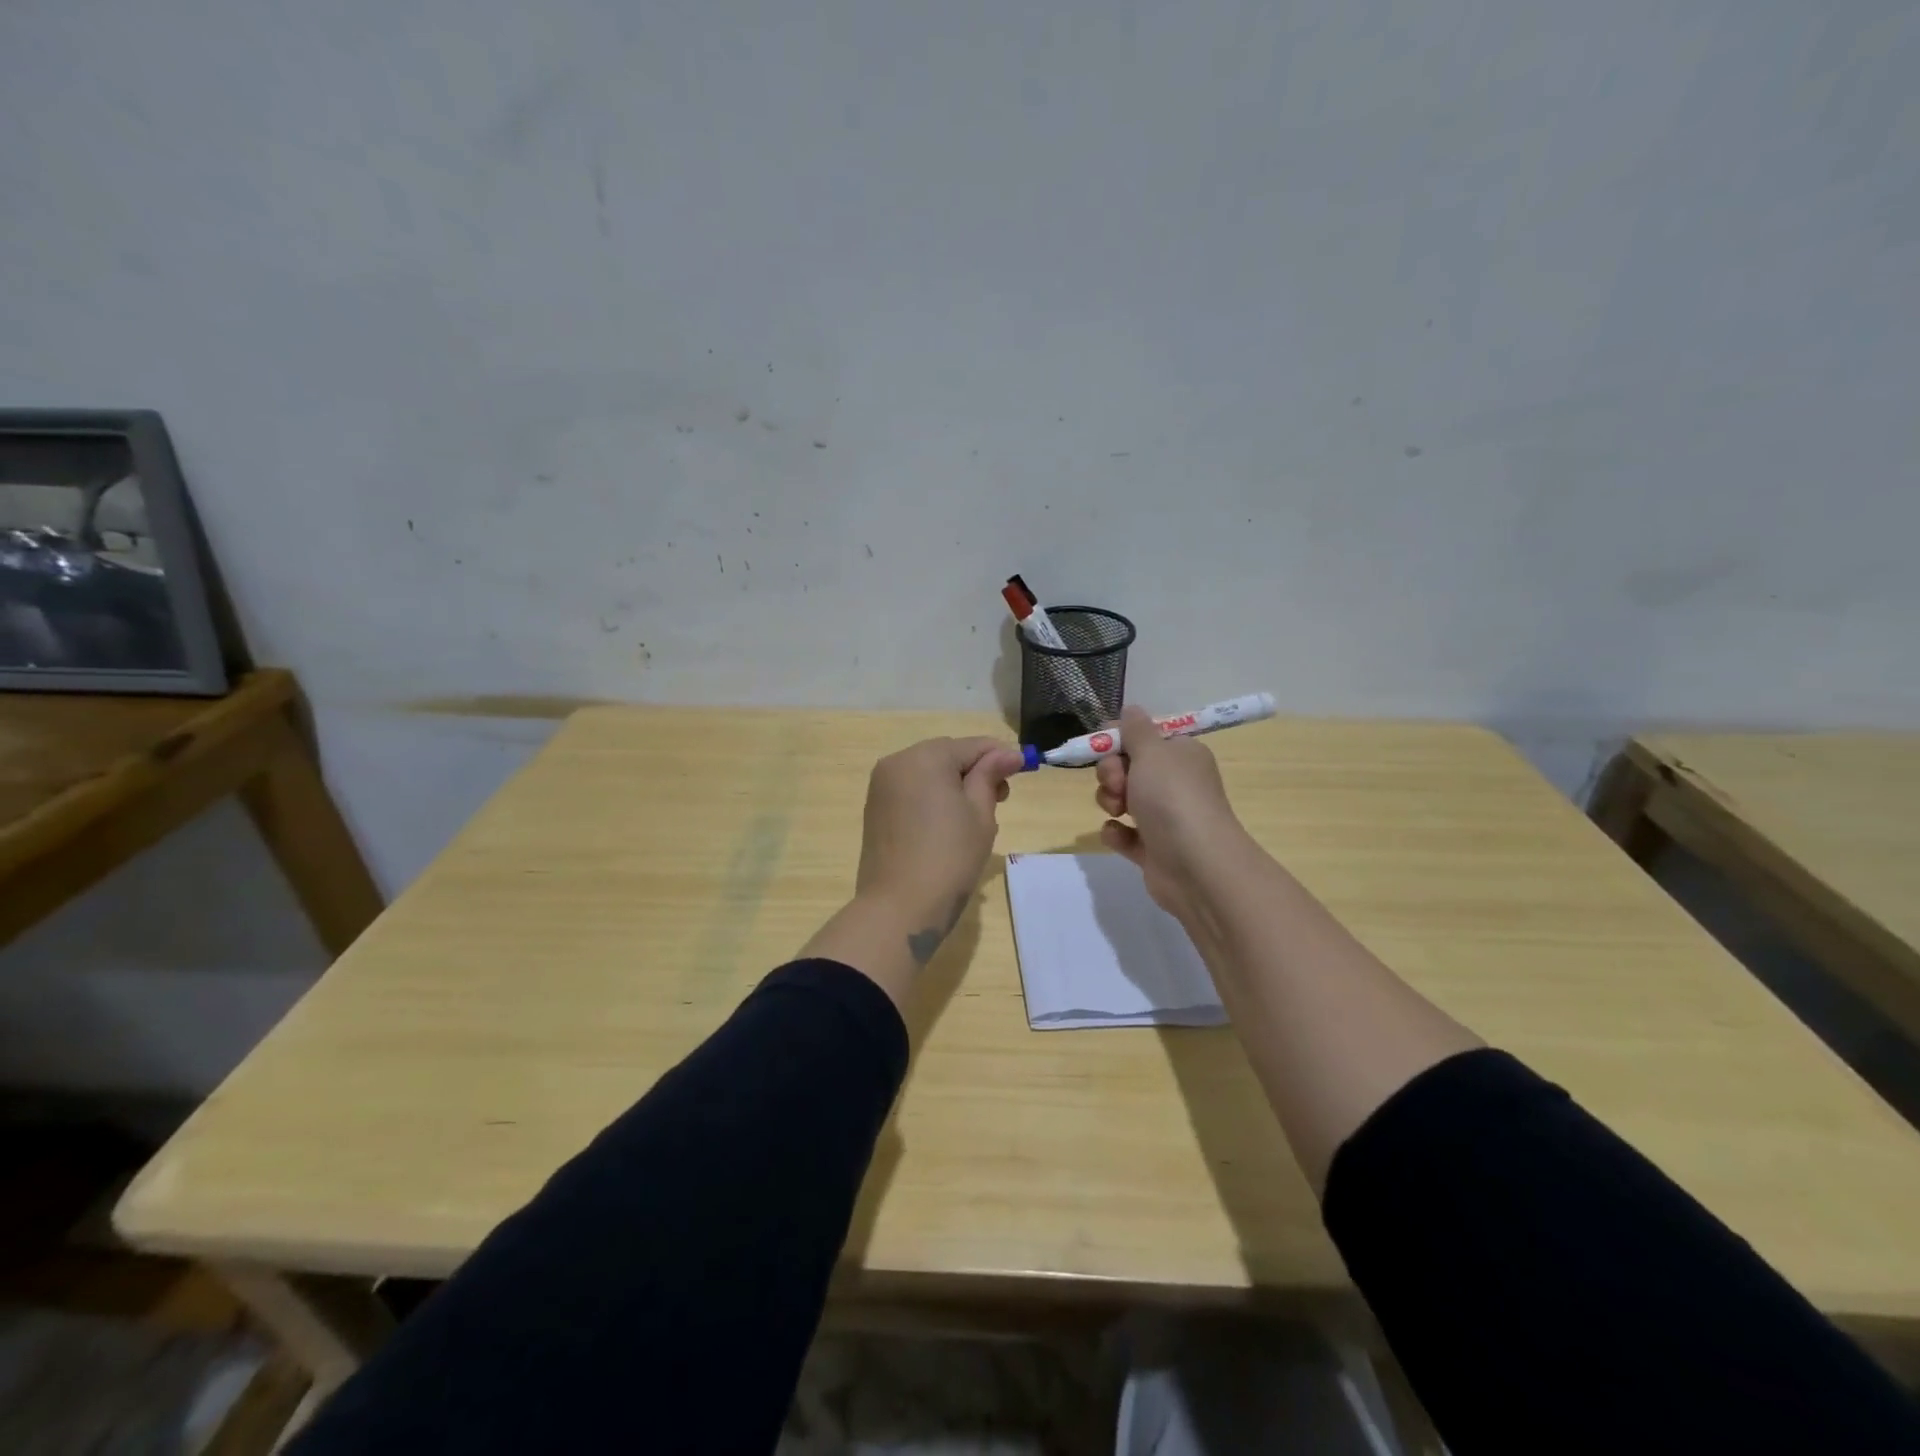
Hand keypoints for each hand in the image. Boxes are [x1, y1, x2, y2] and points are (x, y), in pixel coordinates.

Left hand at [856, 736, 1025, 961]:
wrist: (899, 908)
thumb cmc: (949, 857)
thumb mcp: (980, 813)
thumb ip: (990, 776)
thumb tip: (1008, 754)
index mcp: (924, 757)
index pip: (972, 746)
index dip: (1001, 755)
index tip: (1026, 768)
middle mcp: (897, 763)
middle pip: (947, 756)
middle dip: (975, 770)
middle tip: (1001, 798)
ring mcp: (881, 787)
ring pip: (928, 773)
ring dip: (954, 785)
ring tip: (975, 816)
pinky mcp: (875, 810)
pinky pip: (911, 791)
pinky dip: (933, 798)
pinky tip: (947, 825)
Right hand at [1096, 705, 1248, 923]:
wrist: (1196, 865)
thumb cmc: (1174, 798)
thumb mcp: (1152, 752)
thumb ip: (1135, 729)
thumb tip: (1131, 709)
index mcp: (1181, 755)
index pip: (1144, 737)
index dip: (1120, 741)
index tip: (1105, 747)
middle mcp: (1174, 783)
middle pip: (1127, 767)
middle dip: (1111, 773)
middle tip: (1117, 784)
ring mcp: (1164, 817)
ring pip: (1121, 799)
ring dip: (1110, 801)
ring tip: (1119, 812)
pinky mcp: (1153, 849)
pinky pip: (1123, 834)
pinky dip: (1116, 833)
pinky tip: (1119, 835)